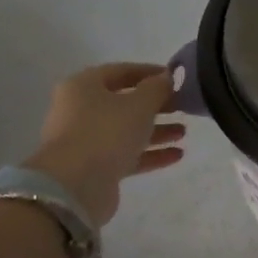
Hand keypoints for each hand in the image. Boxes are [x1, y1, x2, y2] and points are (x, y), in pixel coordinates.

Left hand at [22, 63, 186, 224]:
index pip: (120, 71)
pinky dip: (150, 153)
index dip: (149, 72)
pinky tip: (177, 155)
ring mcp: (86, 140)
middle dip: (155, 105)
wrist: (75, 186)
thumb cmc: (106, 132)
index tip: (175, 78)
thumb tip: (166, 77)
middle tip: (182, 107)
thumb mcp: (139, 104)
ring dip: (156, 130)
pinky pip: (126, 154)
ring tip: (183, 132)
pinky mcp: (95, 167)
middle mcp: (80, 110)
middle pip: (124, 102)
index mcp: (84, 86)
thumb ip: (157, 88)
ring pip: (126, 130)